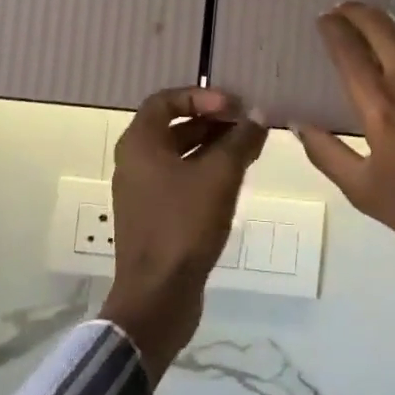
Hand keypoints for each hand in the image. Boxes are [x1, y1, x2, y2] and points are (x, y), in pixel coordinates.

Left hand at [99, 86, 266, 378]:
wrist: (157, 299)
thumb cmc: (183, 225)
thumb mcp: (219, 176)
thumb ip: (240, 140)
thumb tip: (259, 114)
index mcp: (140, 143)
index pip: (167, 100)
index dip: (201, 96)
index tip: (233, 106)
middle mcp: (135, 162)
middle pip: (175, 126)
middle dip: (213, 121)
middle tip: (247, 125)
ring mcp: (143, 192)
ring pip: (181, 155)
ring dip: (213, 147)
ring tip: (249, 149)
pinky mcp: (155, 217)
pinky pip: (181, 180)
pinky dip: (206, 173)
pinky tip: (235, 181)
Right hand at [295, 3, 394, 320]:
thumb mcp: (363, 192)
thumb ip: (325, 153)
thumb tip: (299, 122)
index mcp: (381, 105)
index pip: (347, 48)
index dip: (331, 28)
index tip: (323, 20)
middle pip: (379, 26)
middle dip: (356, 12)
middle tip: (344, 12)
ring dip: (390, 37)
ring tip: (379, 43)